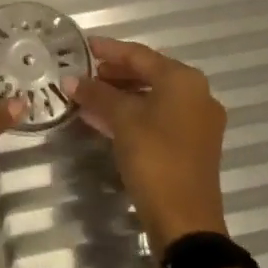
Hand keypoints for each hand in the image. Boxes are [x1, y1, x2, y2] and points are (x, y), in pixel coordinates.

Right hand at [68, 36, 228, 252]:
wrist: (185, 220)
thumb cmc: (155, 158)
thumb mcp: (122, 120)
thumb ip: (96, 95)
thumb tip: (70, 79)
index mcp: (184, 80)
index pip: (139, 55)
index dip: (109, 49)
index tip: (83, 46)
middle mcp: (196, 94)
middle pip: (149, 74)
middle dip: (114, 74)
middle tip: (84, 74)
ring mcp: (197, 121)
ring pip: (152, 97)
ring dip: (120, 95)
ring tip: (88, 96)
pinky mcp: (192, 145)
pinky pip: (157, 117)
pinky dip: (132, 114)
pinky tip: (104, 120)